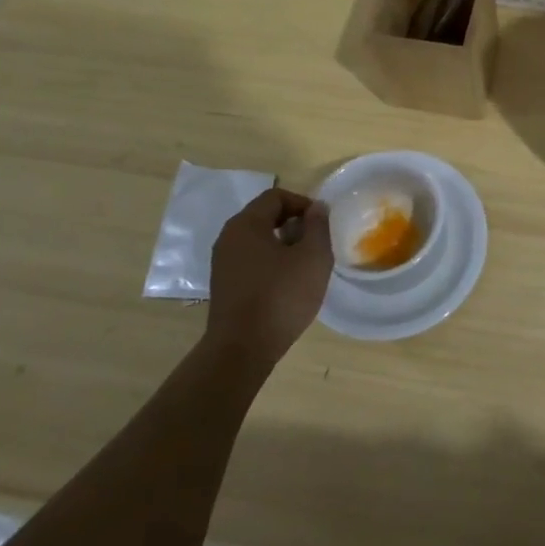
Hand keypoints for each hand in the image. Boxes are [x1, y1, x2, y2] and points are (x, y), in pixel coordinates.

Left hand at [204, 188, 333, 369]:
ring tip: (304, 265)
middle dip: (294, 224)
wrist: (242, 349)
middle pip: (264, 216)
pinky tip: (286, 283)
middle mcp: (228, 237)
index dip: (303, 203)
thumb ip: (318, 226)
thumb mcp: (313, 257)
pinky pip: (250, 260)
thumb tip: (316, 208)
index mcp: (246, 224)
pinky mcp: (224, 284)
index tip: (322, 223)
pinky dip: (270, 262)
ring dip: (283, 244)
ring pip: (257, 239)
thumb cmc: (281, 296)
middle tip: (316, 243)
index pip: (276, 196)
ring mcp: (222, 262)